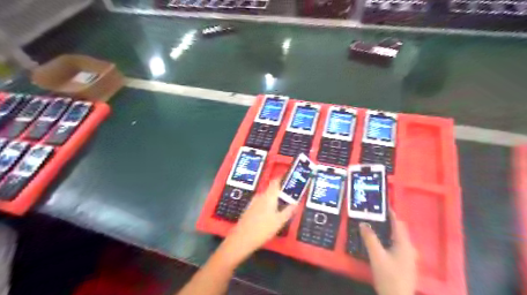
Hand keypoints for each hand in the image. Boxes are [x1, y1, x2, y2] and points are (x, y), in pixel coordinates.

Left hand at [218, 180, 295, 266]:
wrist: (242, 238)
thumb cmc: (263, 229)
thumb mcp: (280, 221)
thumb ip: (289, 211)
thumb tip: (296, 203)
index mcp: (269, 195)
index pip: (276, 181)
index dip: (283, 178)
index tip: (290, 179)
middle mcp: (261, 195)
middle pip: (272, 189)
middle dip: (281, 191)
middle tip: (290, 195)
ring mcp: (253, 202)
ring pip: (266, 196)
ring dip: (274, 198)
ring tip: (282, 205)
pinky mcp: (249, 209)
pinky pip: (261, 202)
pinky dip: (268, 204)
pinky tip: (270, 213)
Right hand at [361, 210, 417, 294]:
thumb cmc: (388, 276)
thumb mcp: (376, 256)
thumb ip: (370, 238)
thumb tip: (363, 223)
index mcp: (404, 244)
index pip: (398, 223)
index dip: (391, 213)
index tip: (382, 205)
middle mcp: (409, 248)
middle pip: (400, 230)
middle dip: (389, 221)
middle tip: (375, 215)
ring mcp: (409, 257)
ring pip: (399, 238)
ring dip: (389, 230)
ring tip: (376, 226)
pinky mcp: (406, 264)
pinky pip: (398, 245)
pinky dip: (390, 239)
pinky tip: (381, 242)